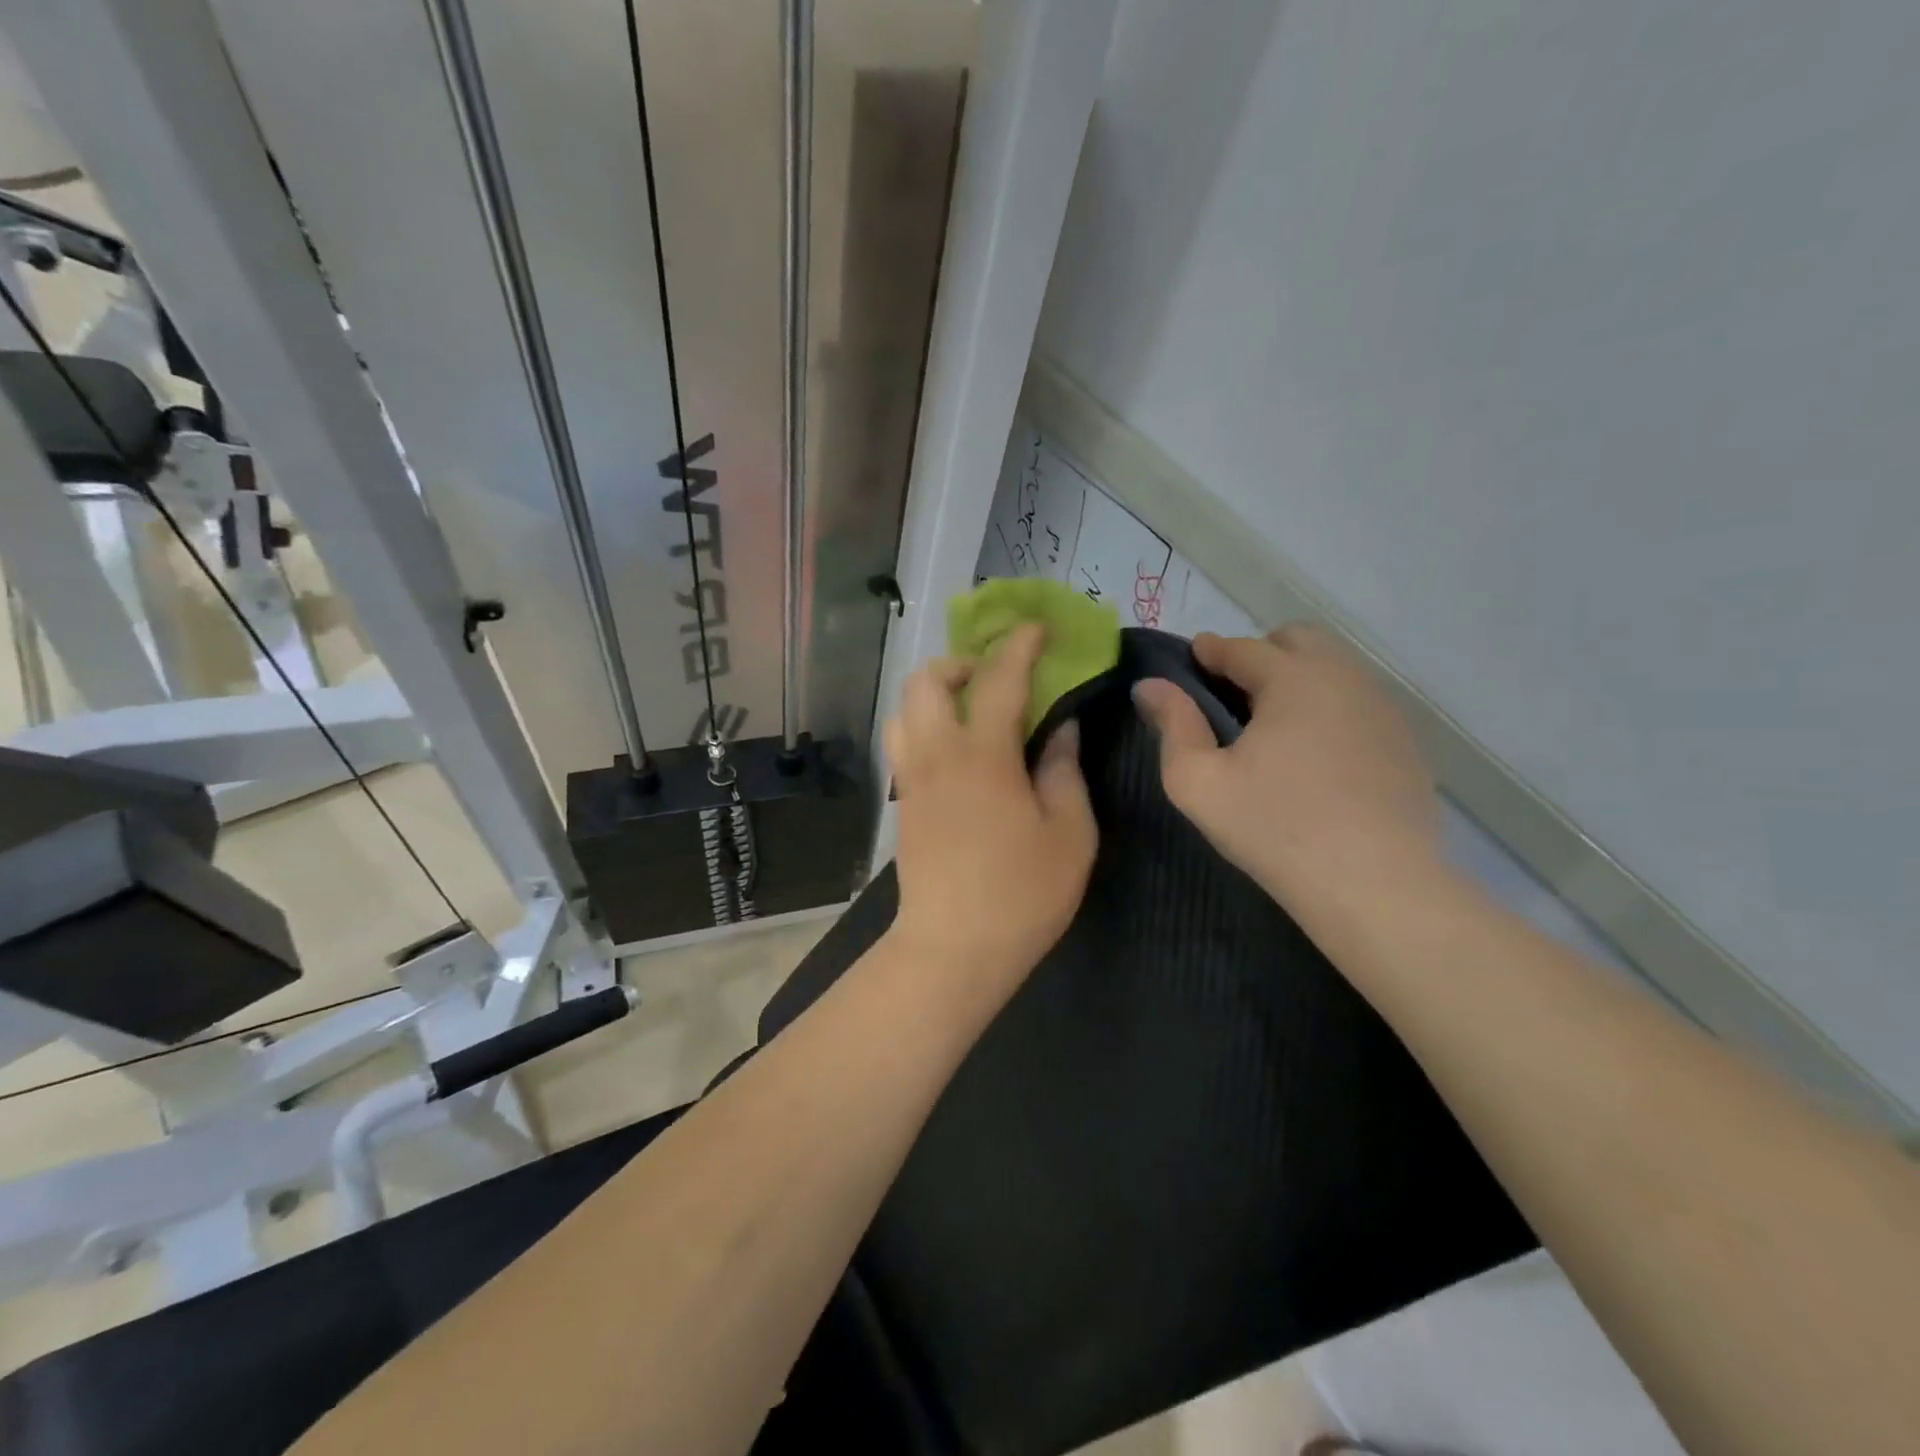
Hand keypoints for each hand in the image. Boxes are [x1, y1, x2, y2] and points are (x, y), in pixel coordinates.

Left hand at [884, 623, 1097, 992]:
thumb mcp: (1069, 833)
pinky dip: (925, 725)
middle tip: (997, 679)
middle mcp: (936, 755)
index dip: (1019, 645)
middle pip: (927, 680)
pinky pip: (903, 742)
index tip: (1037, 628)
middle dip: (962, 662)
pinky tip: (956, 751)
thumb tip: (1062, 727)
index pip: (999, 679)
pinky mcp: (901, 803)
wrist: (953, 950)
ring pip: (904, 709)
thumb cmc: (1022, 894)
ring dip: (935, 693)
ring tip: (971, 711)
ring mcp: (911, 779)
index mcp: (983, 756)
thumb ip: (1064, 770)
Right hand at [1132, 625, 1441, 920]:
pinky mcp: (1405, 741)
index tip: (1193, 657)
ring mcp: (1383, 708)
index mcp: (1292, 679)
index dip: (1212, 650)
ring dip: (1298, 678)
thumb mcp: (1197, 782)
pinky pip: (1358, 702)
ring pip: (1333, 668)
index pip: (1243, 647)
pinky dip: (1329, 707)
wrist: (1375, 886)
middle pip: (1298, 640)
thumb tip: (1149, 685)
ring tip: (1273, 724)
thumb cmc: (1274, 828)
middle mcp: (1344, 678)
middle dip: (1260, 653)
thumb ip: (1172, 725)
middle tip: (1233, 693)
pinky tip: (1316, 753)